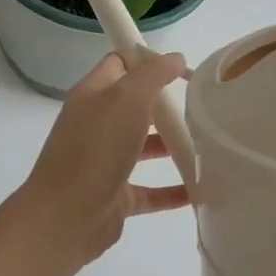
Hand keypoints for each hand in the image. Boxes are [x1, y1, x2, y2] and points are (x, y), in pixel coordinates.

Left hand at [9, 53, 190, 272]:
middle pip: (135, 106)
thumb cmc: (95, 149)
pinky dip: (173, 189)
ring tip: (210, 145)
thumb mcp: (126, 99)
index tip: (185, 67)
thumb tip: (175, 57)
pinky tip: (201, 190)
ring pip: (143, 147)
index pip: (120, 64)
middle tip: (204, 107)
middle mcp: (96, 125)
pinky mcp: (116, 196)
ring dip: (173, 145)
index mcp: (93, 95)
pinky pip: (150, 190)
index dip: (148, 60)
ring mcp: (105, 162)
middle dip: (167, 105)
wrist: (66, 217)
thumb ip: (152, 75)